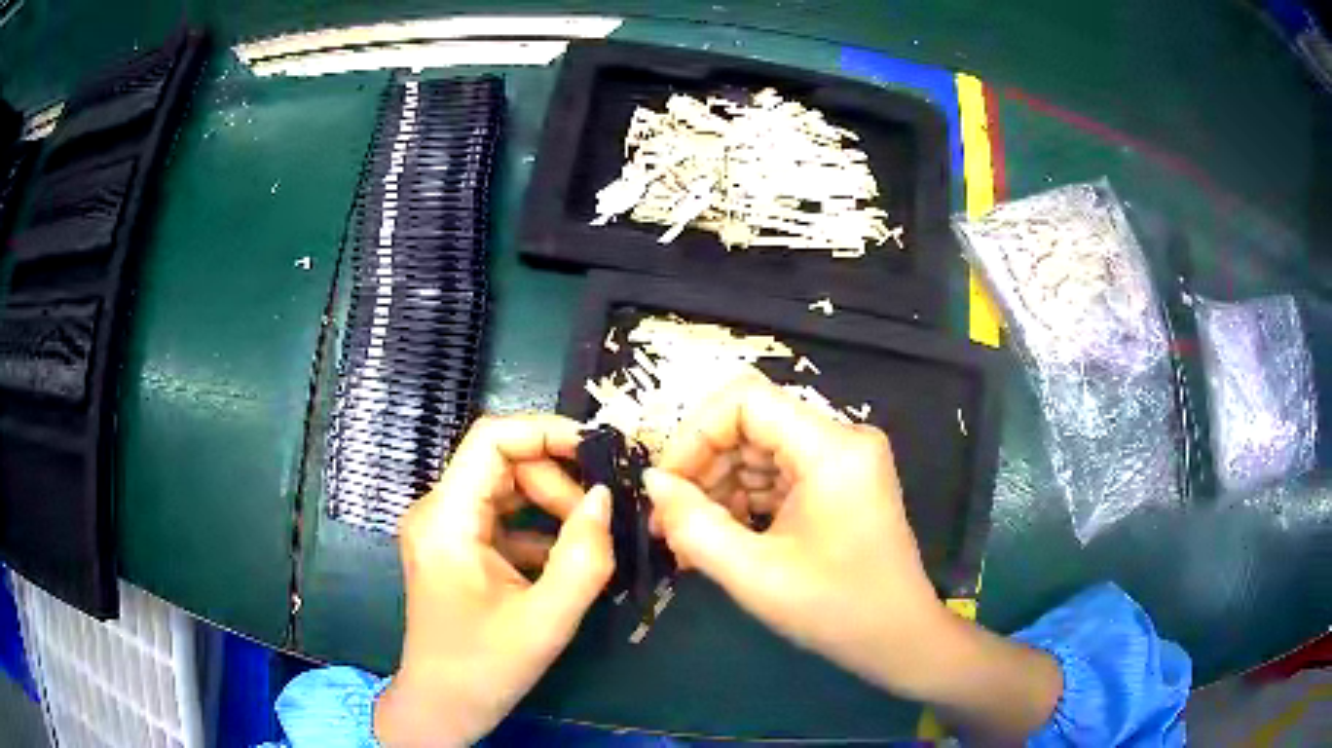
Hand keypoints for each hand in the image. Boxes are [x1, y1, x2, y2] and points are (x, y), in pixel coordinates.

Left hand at [374, 415, 613, 747]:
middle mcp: (438, 511)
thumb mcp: (546, 620)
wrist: (442, 707)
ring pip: (507, 488)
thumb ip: (584, 558)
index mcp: (446, 519)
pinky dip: (539, 529)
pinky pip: (503, 517)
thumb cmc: (484, 668)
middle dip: (557, 483)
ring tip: (589, 543)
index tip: (599, 452)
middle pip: (504, 463)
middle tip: (598, 523)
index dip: (546, 431)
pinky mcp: (457, 547)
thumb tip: (605, 497)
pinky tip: (567, 560)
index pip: (491, 438)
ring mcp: (445, 529)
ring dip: (552, 507)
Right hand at [642, 375, 948, 698]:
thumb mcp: (754, 574)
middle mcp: (841, 440)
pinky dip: (744, 502)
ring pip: (759, 451)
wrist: (899, 640)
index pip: (746, 399)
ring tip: (688, 540)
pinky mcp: (838, 484)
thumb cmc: (835, 610)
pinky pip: (778, 475)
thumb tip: (653, 483)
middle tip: (668, 522)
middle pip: (751, 424)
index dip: (695, 433)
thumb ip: (694, 525)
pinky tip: (720, 540)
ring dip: (718, 490)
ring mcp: (842, 461)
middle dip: (702, 468)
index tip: (666, 485)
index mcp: (832, 448)